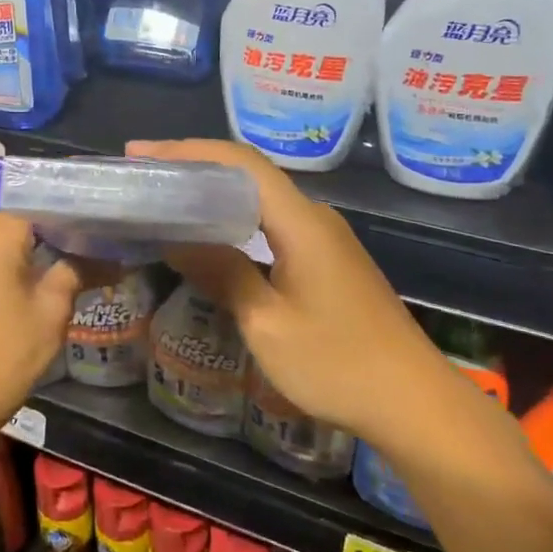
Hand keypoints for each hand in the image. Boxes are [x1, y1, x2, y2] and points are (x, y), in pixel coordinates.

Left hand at [0, 214, 90, 431]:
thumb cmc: (10, 348)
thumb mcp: (53, 307)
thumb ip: (80, 270)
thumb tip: (115, 257)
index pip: (40, 199)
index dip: (75, 202)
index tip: (107, 206)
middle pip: (30, 216)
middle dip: (68, 222)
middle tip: (109, 226)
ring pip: (21, 238)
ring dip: (55, 242)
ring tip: (97, 244)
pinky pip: (11, 257)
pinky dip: (38, 258)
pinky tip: (69, 267)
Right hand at [128, 139, 449, 444]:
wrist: (412, 401)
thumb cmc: (337, 364)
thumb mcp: (267, 323)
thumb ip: (223, 273)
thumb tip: (177, 240)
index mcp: (300, 222)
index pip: (240, 162)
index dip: (188, 150)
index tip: (140, 154)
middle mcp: (315, 218)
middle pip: (249, 174)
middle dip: (194, 167)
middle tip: (144, 177)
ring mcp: (325, 239)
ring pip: (262, 200)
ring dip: (214, 194)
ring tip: (167, 201)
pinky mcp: (329, 260)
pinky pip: (274, 224)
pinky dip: (235, 220)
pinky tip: (212, 237)